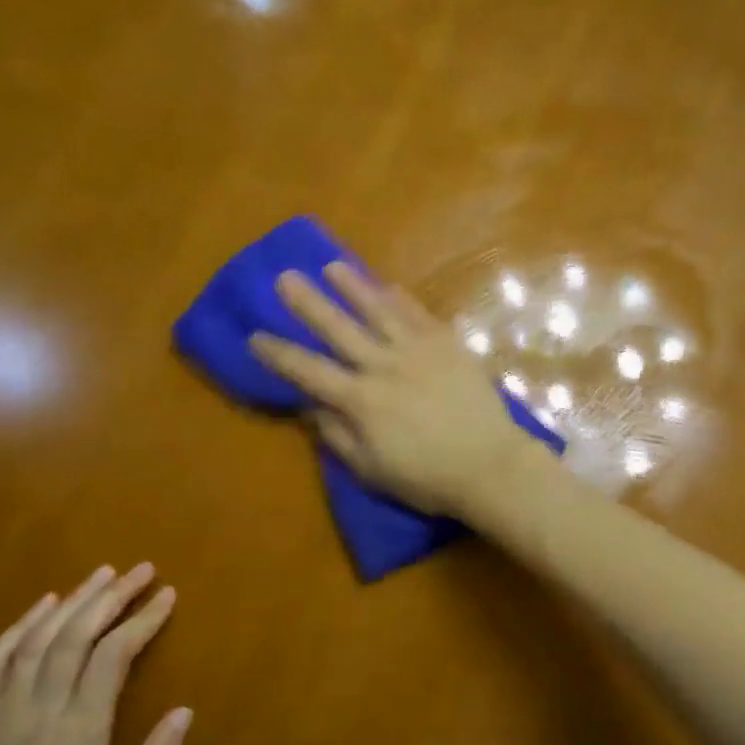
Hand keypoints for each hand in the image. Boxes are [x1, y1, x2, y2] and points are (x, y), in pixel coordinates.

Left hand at [0, 564, 192, 744]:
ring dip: (73, 601)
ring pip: (39, 639)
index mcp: (79, 730)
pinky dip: (20, 626)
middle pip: (77, 635)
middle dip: (113, 596)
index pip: (114, 654)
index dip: (142, 619)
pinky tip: (42, 605)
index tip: (166, 595)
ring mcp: (1, 711)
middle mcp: (40, 709)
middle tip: (142, 570)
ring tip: (102, 574)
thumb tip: (185, 711)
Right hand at [247, 262, 550, 517]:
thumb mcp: (370, 469)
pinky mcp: (449, 344)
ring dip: (354, 287)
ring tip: (332, 267)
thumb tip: (309, 406)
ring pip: (379, 311)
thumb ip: (337, 435)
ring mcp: (419, 350)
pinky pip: (420, 315)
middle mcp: (384, 366)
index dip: (278, 354)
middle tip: (285, 277)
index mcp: (360, 400)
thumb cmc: (427, 477)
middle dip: (308, 303)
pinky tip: (389, 286)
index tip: (255, 336)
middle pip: (339, 328)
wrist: (489, 464)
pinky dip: (402, 299)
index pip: (308, 371)